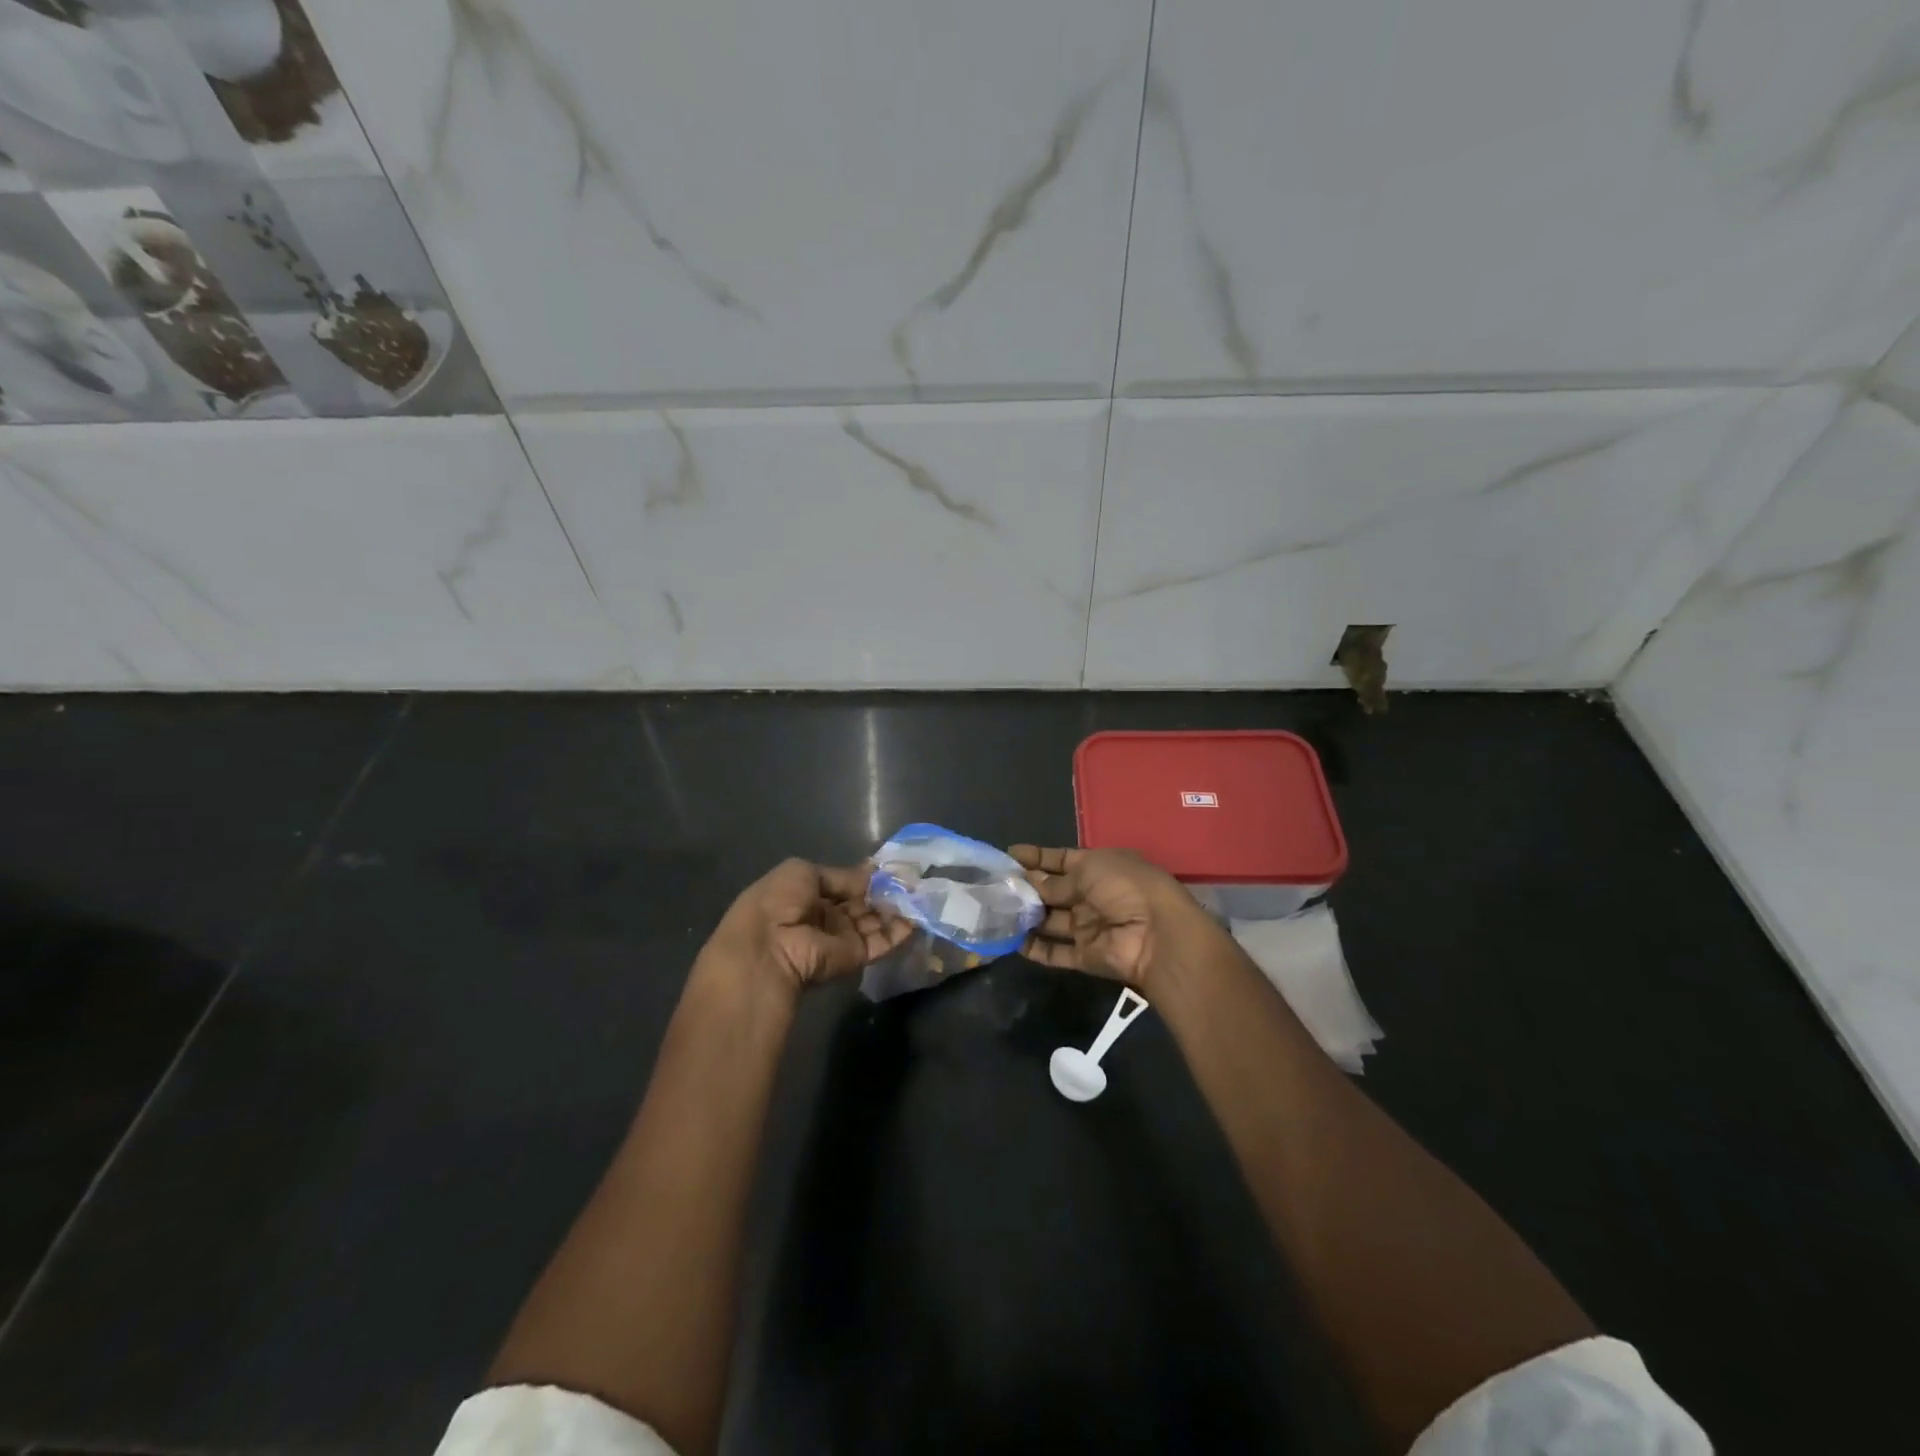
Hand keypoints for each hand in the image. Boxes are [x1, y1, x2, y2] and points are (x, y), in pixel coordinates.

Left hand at [708, 859, 912, 992]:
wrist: (770, 949)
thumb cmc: (778, 902)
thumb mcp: (803, 872)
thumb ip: (841, 875)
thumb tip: (870, 873)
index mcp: (806, 894)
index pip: (843, 884)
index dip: (865, 876)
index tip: (891, 867)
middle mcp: (825, 916)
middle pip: (860, 902)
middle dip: (884, 891)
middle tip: (912, 879)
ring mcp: (841, 938)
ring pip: (873, 921)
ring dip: (895, 908)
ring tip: (920, 893)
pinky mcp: (855, 957)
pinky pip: (880, 941)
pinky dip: (899, 931)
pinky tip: (917, 917)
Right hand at [1008, 845, 1213, 990]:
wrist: (1157, 935)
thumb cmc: (1125, 887)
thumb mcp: (1088, 871)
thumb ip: (1056, 880)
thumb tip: (1029, 881)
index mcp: (1099, 867)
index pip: (1061, 860)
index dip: (1036, 857)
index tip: (1008, 855)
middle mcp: (1092, 895)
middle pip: (1053, 891)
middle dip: (1026, 887)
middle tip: (993, 885)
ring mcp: (1089, 927)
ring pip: (1050, 921)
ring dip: (1026, 917)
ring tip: (995, 911)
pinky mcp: (1085, 956)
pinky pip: (1056, 952)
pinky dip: (1035, 949)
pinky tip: (1010, 942)